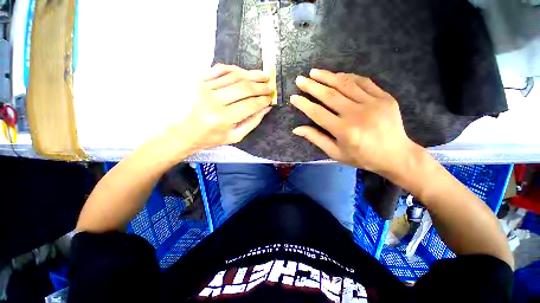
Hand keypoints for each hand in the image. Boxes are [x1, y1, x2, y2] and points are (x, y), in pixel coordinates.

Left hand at [164, 64, 273, 157]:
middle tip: (270, 86)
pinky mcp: (199, 80)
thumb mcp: (235, 136)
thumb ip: (252, 122)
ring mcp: (205, 88)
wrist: (184, 132)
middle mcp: (214, 101)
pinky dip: (235, 69)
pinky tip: (244, 72)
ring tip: (263, 75)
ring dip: (251, 75)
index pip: (250, 104)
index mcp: (223, 118)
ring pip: (234, 76)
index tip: (271, 98)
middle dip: (261, 86)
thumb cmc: (211, 138)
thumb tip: (265, 108)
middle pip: (244, 88)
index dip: (263, 100)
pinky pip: (220, 69)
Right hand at [291, 69, 416, 175]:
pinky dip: (348, 76)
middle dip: (312, 86)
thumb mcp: (335, 153)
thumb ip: (316, 138)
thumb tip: (297, 129)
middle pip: (329, 95)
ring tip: (314, 72)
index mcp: (344, 130)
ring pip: (345, 84)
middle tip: (300, 79)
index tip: (293, 97)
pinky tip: (337, 75)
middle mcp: (357, 114)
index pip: (317, 113)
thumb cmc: (362, 156)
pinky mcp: (384, 97)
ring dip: (327, 76)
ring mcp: (373, 103)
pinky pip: (363, 82)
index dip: (304, 104)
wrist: (396, 155)